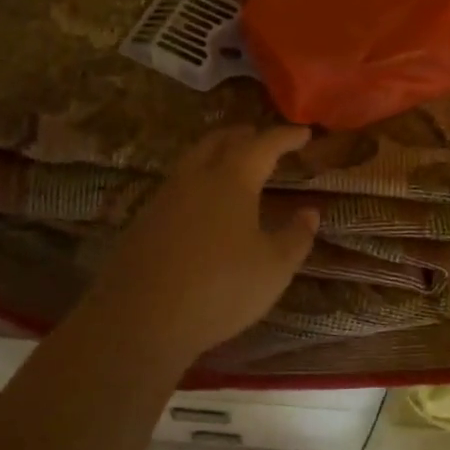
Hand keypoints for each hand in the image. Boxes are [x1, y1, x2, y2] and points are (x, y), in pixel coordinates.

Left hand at [75, 126, 319, 362]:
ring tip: (232, 161)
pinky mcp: (144, 219)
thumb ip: (296, 237)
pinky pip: (177, 184)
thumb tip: (310, 212)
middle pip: (220, 141)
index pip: (264, 145)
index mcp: (232, 179)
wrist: (140, 317)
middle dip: (244, 135)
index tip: (304, 132)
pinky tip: (201, 201)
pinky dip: (197, 178)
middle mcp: (196, 177)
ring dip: (216, 151)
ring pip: (193, 158)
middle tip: (261, 137)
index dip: (285, 137)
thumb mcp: (273, 268)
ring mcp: (165, 196)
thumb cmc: (219, 288)